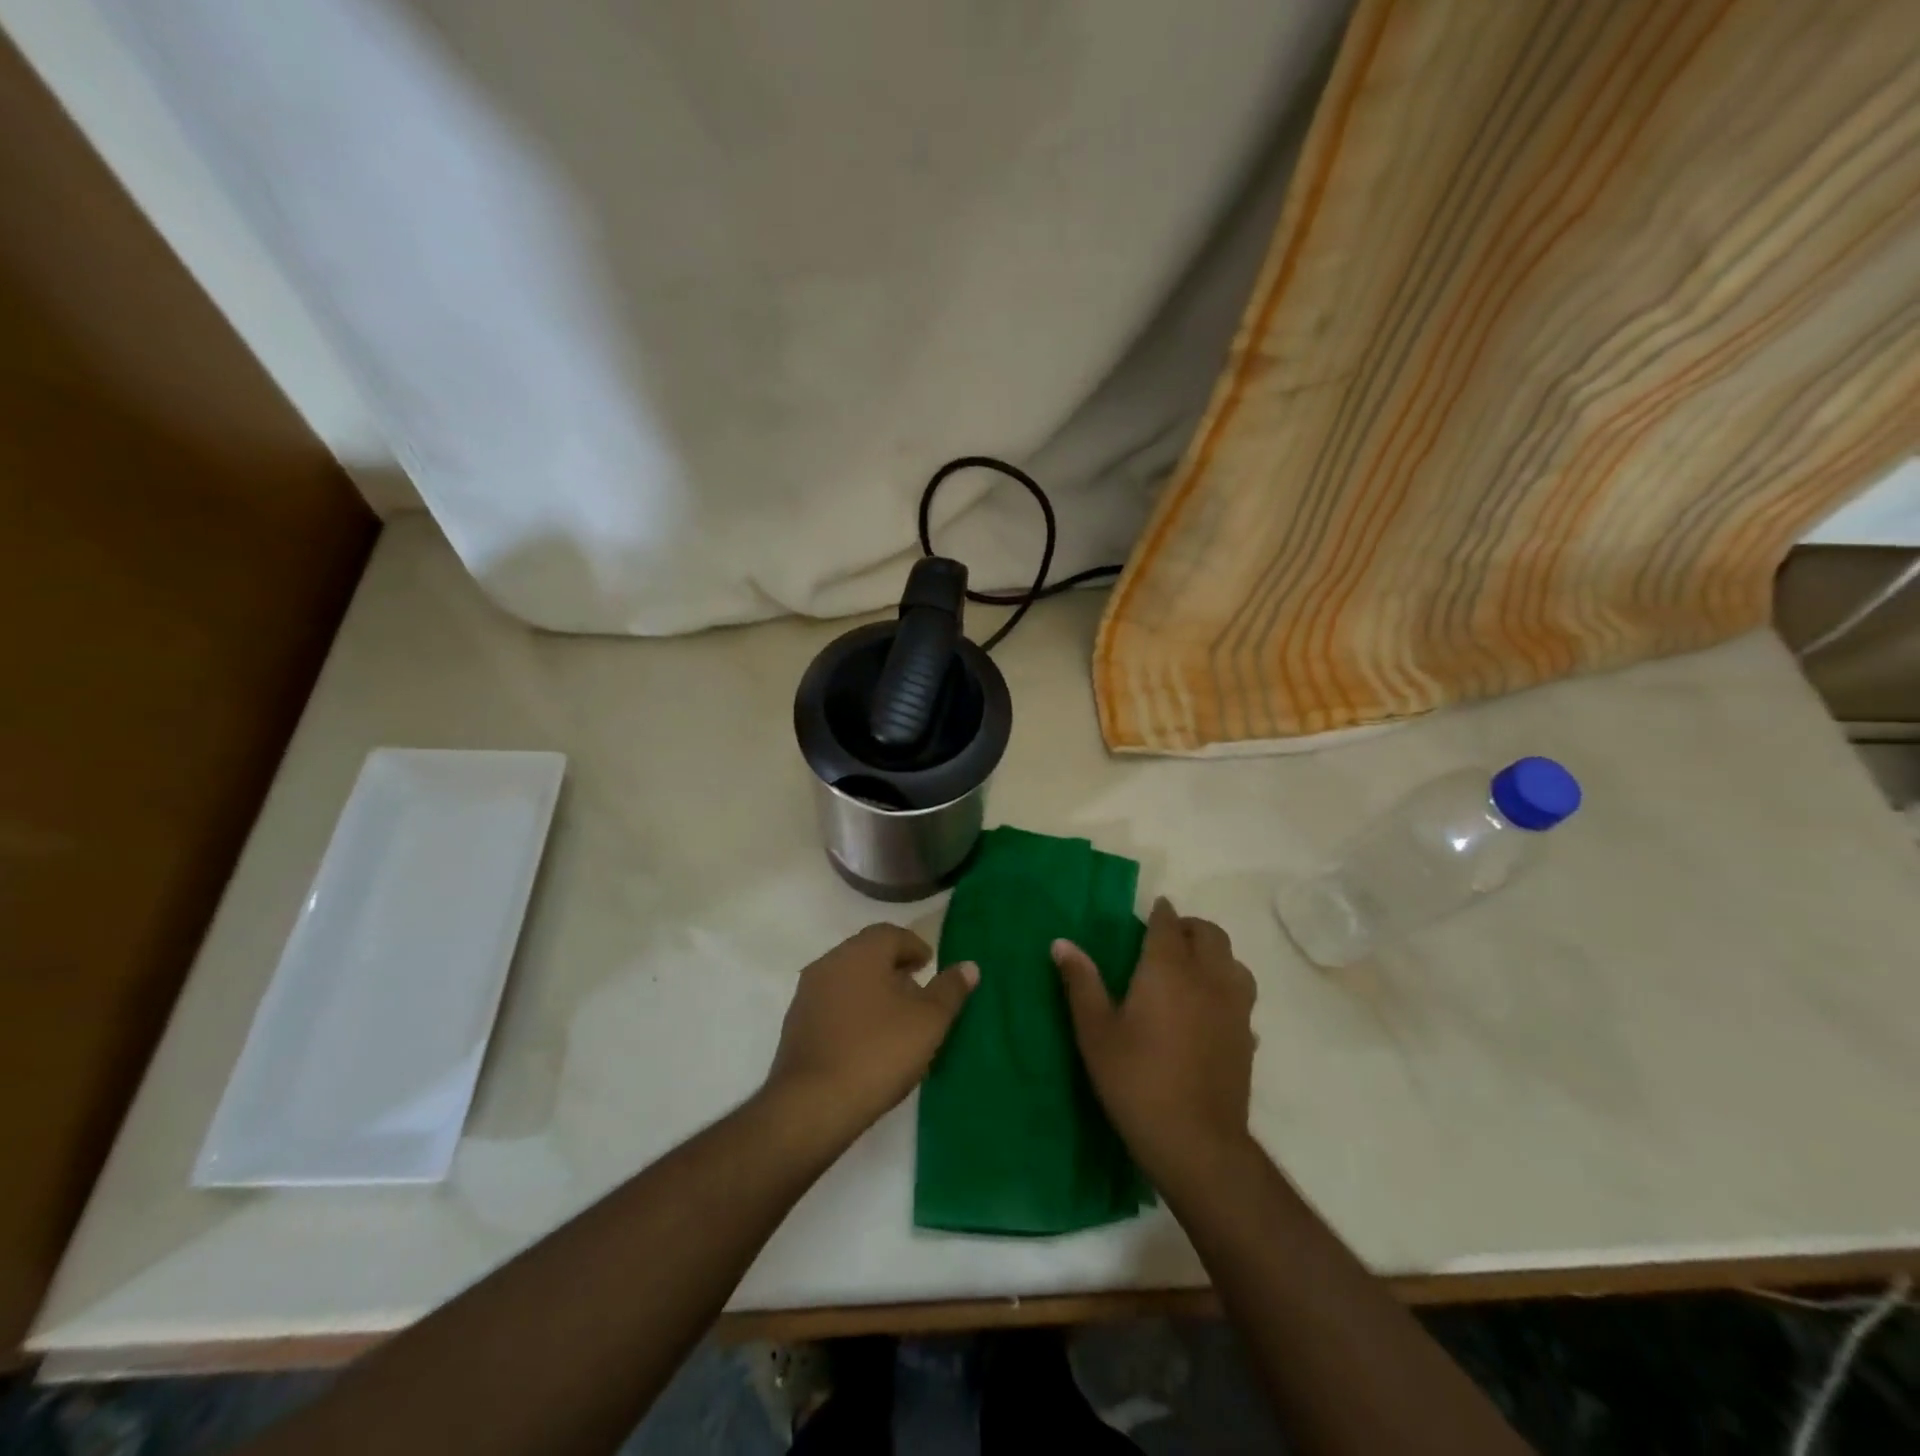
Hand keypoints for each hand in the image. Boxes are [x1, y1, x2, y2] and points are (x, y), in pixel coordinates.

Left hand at [764, 924, 976, 1143]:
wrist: (813, 1105)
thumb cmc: (878, 1052)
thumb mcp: (928, 1022)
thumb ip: (950, 990)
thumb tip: (969, 966)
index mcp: (860, 952)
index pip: (892, 934)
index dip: (915, 947)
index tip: (930, 967)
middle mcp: (829, 962)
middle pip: (867, 952)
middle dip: (894, 967)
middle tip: (917, 991)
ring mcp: (808, 993)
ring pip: (848, 977)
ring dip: (873, 988)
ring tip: (896, 1018)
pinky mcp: (796, 1024)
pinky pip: (832, 1003)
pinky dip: (853, 1009)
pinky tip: (868, 1039)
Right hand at [1054, 898, 1256, 1184]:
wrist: (1196, 1142)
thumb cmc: (1136, 1080)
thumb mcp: (1096, 1032)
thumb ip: (1081, 983)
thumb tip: (1061, 943)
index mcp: (1168, 969)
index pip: (1169, 924)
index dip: (1160, 912)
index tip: (1153, 909)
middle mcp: (1208, 977)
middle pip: (1210, 934)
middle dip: (1190, 927)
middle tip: (1167, 938)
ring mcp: (1234, 1007)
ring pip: (1233, 961)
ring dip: (1214, 954)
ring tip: (1191, 968)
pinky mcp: (1248, 1037)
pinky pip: (1241, 996)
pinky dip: (1226, 988)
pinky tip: (1209, 1009)